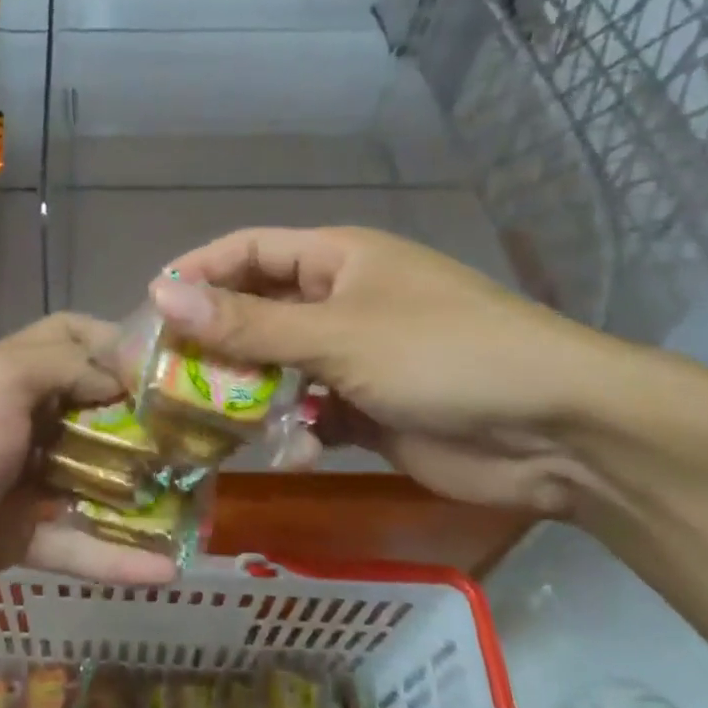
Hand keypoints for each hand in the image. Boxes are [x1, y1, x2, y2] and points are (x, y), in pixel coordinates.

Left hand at [0, 314, 178, 651]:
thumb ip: (59, 367)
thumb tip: (116, 372)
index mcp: (2, 373)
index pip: (67, 337)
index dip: (113, 342)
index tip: (165, 366)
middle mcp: (11, 420)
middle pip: (87, 409)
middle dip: (140, 421)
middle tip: (198, 437)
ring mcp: (11, 481)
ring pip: (87, 478)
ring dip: (137, 489)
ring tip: (197, 500)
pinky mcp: (10, 539)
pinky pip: (71, 542)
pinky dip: (112, 555)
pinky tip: (165, 570)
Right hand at [153, 227, 635, 515]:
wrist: (557, 430)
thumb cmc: (441, 354)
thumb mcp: (336, 334)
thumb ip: (246, 323)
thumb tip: (159, 295)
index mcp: (337, 260)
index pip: (248, 251)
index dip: (198, 273)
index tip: (149, 309)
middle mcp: (341, 301)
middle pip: (257, 315)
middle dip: (215, 346)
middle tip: (164, 379)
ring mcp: (355, 358)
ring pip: (278, 370)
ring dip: (251, 397)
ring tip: (213, 426)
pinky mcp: (369, 410)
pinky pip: (312, 416)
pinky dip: (296, 434)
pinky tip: (289, 456)